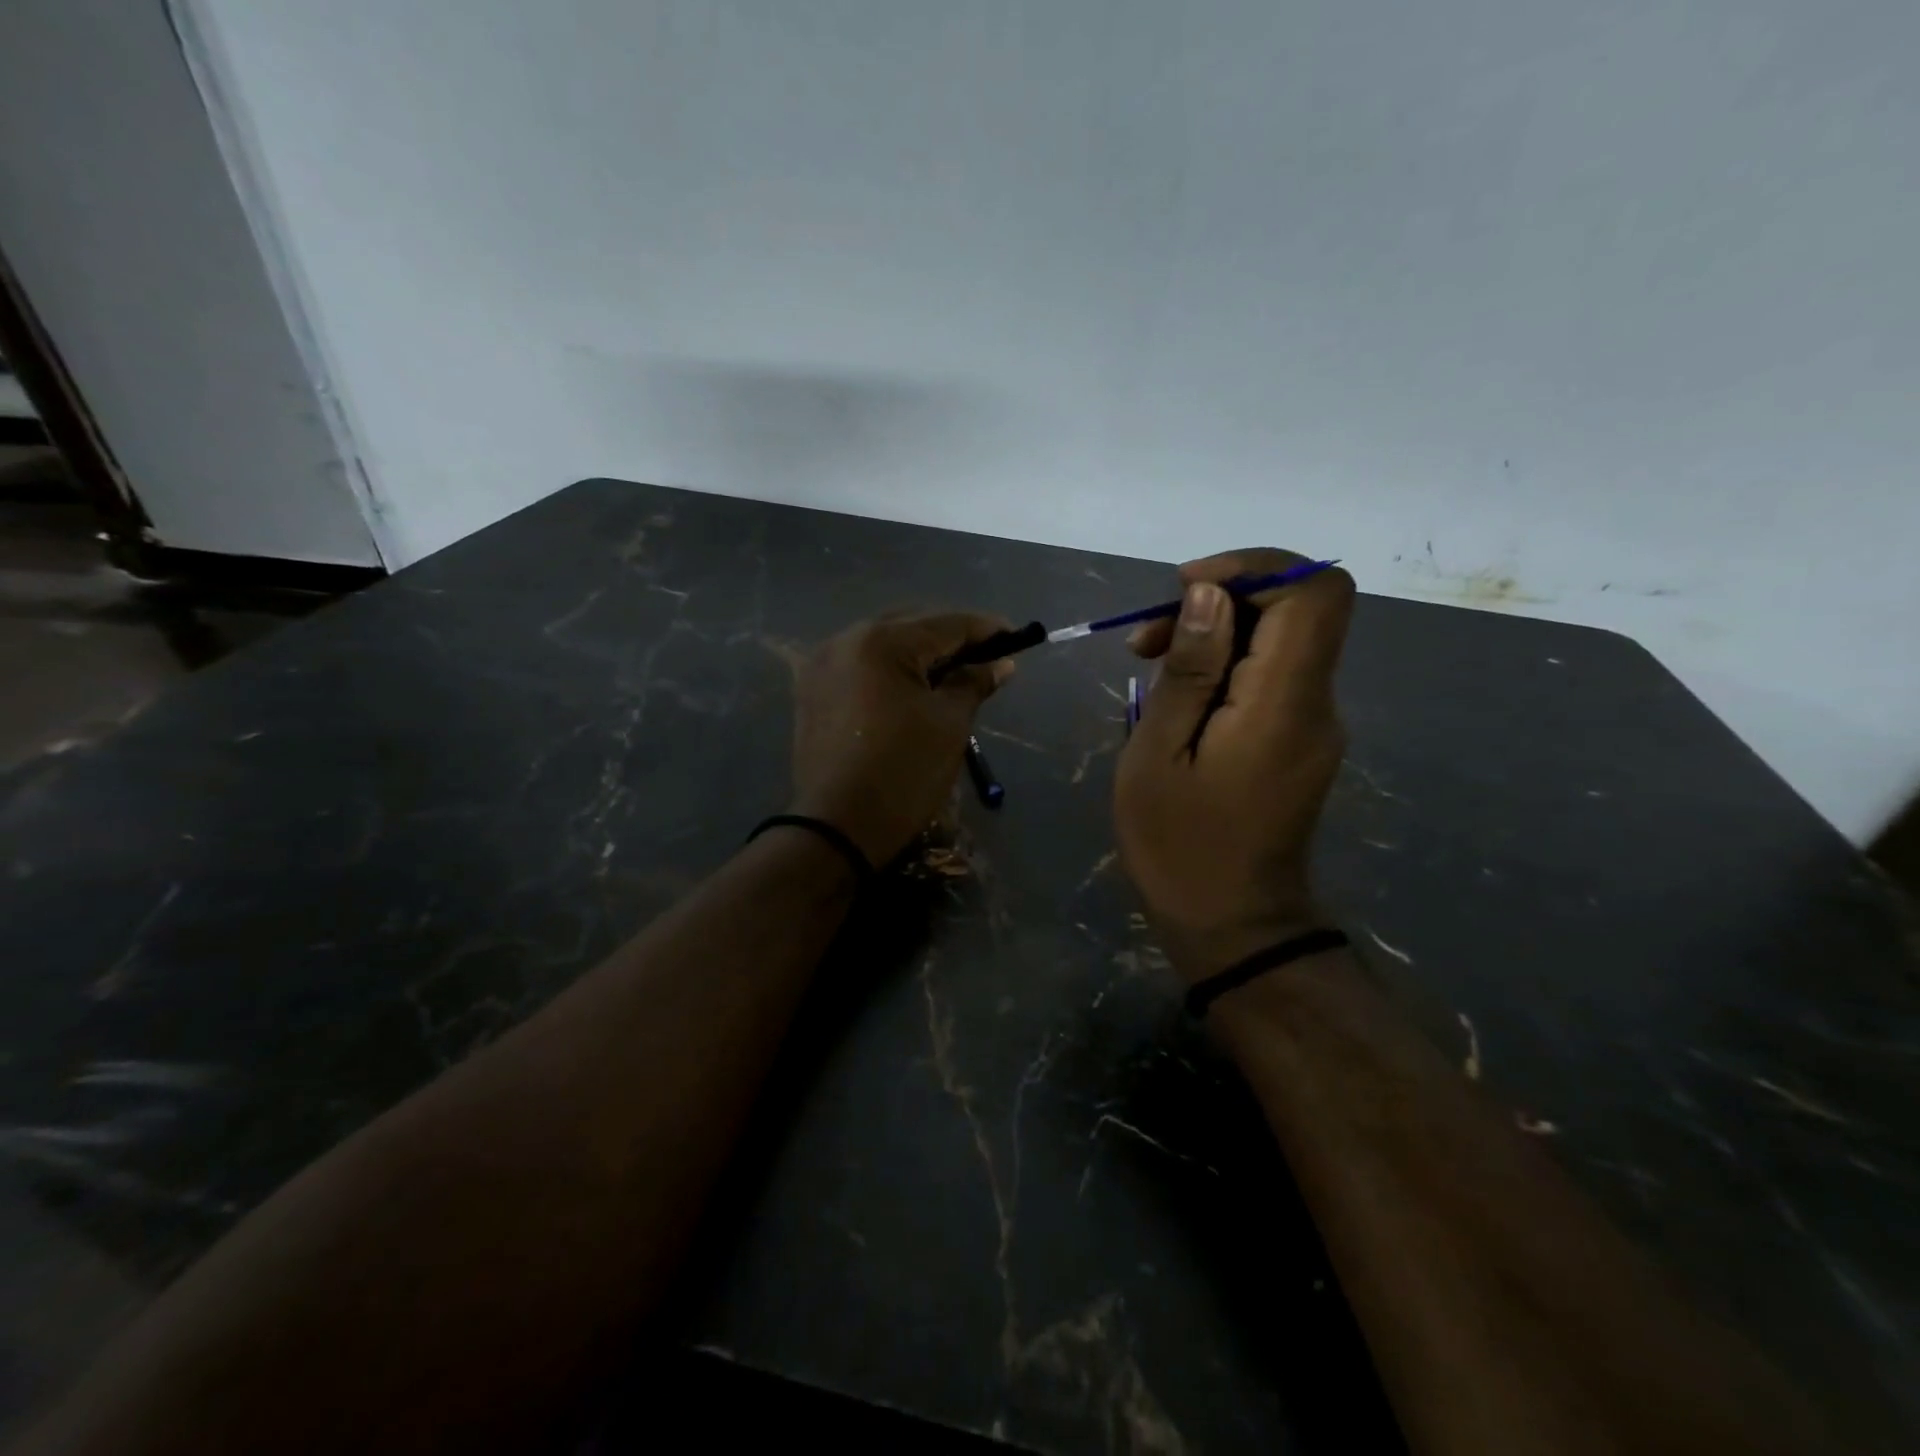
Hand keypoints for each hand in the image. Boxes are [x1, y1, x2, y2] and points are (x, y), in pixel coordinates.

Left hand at [789, 613, 1011, 865]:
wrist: (836, 828)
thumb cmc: (903, 773)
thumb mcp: (949, 725)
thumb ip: (973, 683)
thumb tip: (1000, 663)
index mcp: (881, 642)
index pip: (945, 624)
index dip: (985, 629)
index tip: (1017, 636)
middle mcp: (845, 640)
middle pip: (911, 626)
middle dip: (951, 638)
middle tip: (988, 656)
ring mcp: (822, 665)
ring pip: (884, 644)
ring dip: (920, 653)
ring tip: (955, 672)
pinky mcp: (813, 690)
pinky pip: (861, 665)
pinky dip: (891, 669)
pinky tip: (915, 686)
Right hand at [1114, 549, 1355, 981]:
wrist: (1232, 925)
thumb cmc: (1179, 846)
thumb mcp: (1157, 755)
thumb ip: (1188, 670)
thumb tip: (1208, 594)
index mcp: (1284, 703)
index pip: (1313, 592)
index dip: (1255, 568)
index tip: (1185, 588)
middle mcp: (1318, 703)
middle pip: (1298, 608)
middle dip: (1221, 600)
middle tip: (1146, 637)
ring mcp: (1315, 724)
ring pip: (1282, 640)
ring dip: (1217, 633)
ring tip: (1147, 662)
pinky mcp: (1302, 740)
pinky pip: (1273, 676)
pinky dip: (1227, 665)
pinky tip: (1177, 698)